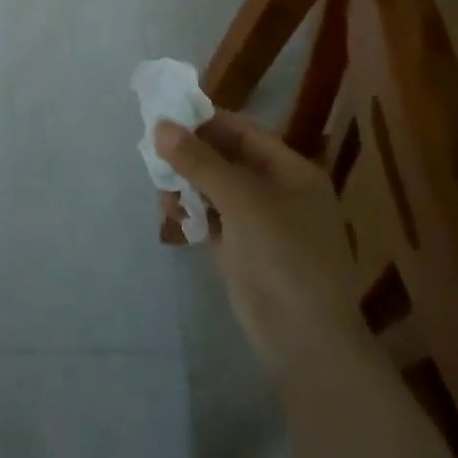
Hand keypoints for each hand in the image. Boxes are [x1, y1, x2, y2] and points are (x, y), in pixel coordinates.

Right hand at [155, 110, 362, 373]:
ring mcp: (258, 223)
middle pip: (226, 159)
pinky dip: (190, 212)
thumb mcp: (243, 202)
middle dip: (190, 155)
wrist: (305, 342)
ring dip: (186, 185)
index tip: (166, 115)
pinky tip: (171, 215)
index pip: (244, 132)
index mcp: (292, 172)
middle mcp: (277, 192)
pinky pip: (210, 218)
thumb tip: (161, 126)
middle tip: (153, 154)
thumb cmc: (284, 258)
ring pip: (213, 189)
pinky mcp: (240, 251)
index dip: (206, 121)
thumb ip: (201, 162)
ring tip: (163, 194)